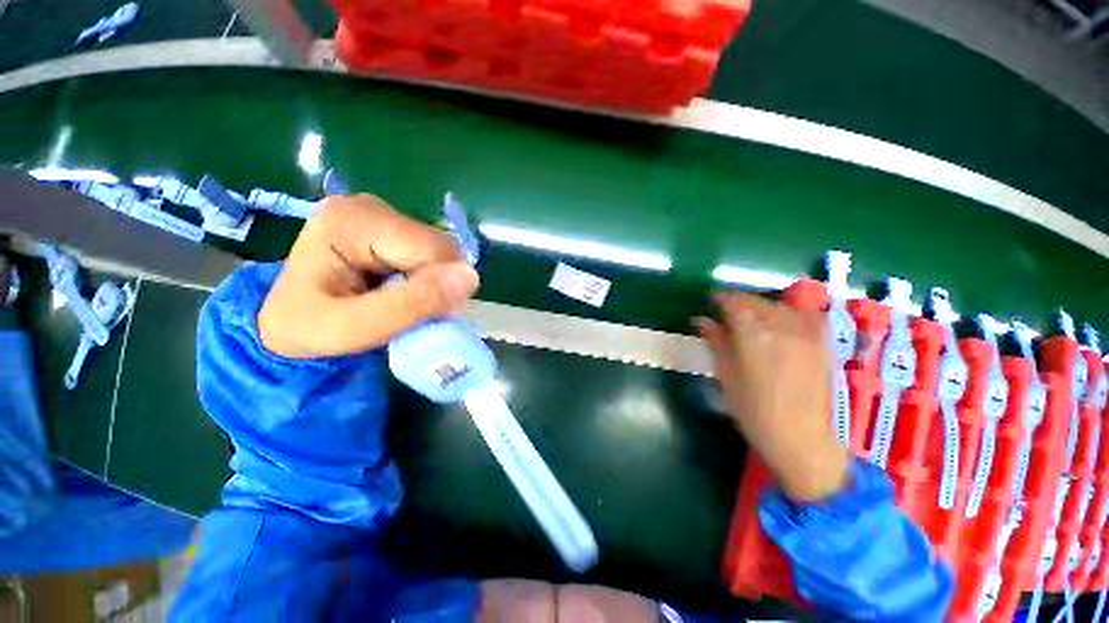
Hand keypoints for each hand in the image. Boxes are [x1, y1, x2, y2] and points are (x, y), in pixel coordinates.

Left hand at [258, 194, 479, 358]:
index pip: (433, 249)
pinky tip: (404, 289)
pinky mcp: (389, 226)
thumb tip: (472, 276)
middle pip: (439, 247)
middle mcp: (370, 207)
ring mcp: (380, 213)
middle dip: (439, 283)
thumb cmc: (309, 329)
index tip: (424, 315)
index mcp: (353, 221)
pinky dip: (429, 277)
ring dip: (435, 282)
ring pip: (440, 251)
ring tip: (405, 302)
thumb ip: (414, 304)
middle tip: (414, 312)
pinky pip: (432, 253)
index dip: (441, 285)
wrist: (284, 323)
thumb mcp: (357, 329)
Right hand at [696, 292, 849, 502]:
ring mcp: (806, 334)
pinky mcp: (822, 343)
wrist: (802, 439)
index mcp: (753, 336)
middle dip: (738, 301)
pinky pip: (804, 316)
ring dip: (760, 306)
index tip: (711, 300)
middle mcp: (781, 328)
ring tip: (750, 317)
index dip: (720, 298)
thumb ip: (716, 342)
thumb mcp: (726, 376)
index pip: (734, 303)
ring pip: (779, 306)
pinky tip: (780, 322)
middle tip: (725, 311)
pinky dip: (787, 312)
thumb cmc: (754, 411)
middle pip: (756, 302)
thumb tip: (701, 320)